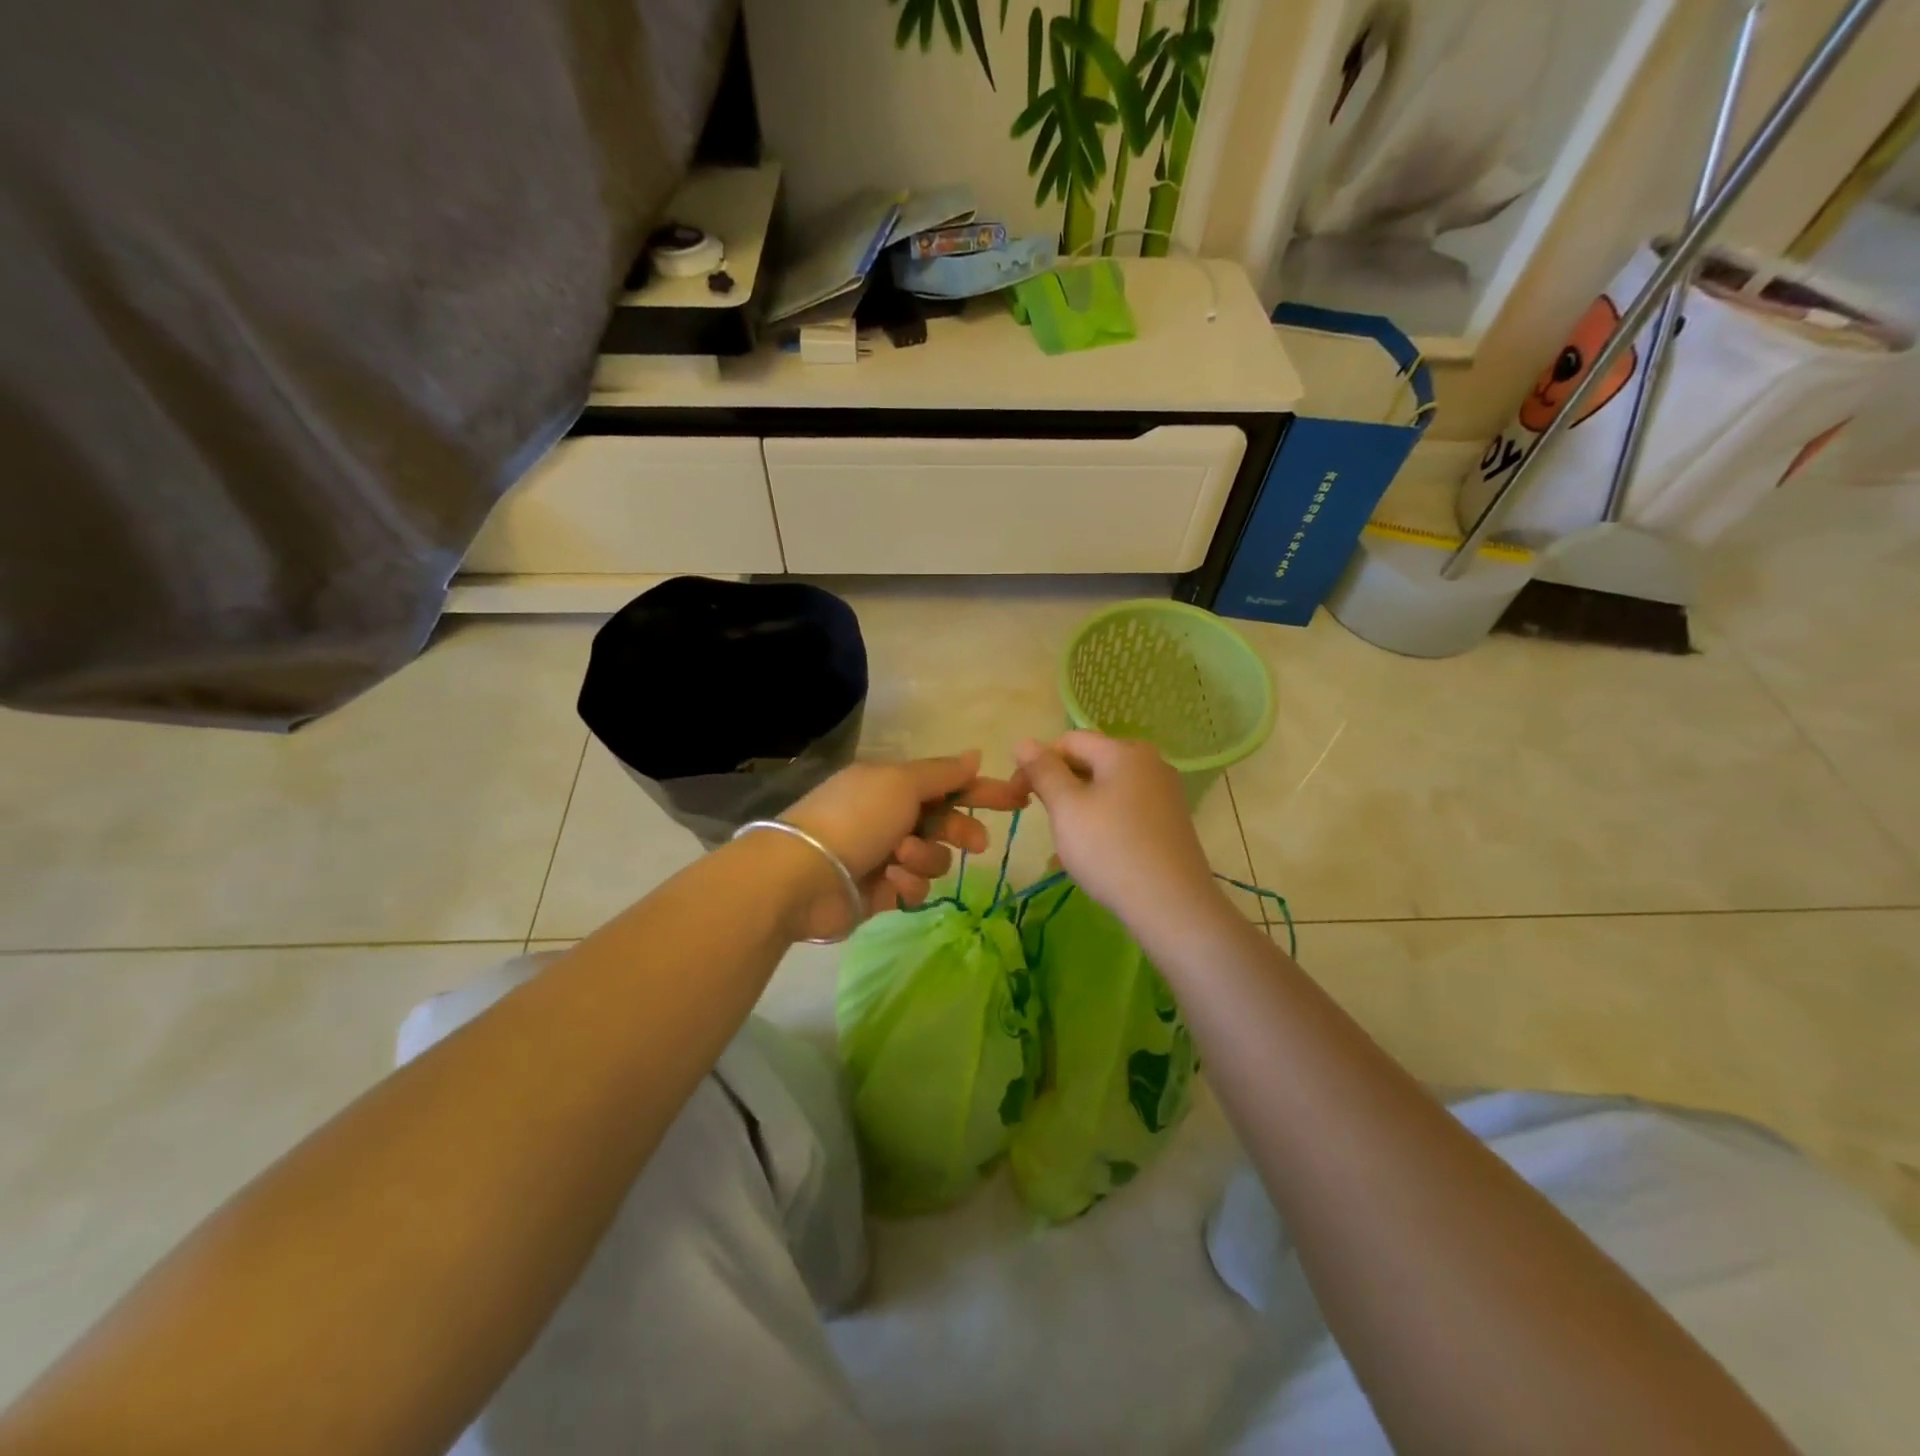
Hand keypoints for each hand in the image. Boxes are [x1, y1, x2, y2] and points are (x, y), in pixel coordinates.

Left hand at [780, 751, 1028, 939]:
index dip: (984, 790)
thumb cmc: (856, 817)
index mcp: (894, 784)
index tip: (1019, 799)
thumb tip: (975, 754)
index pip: (950, 783)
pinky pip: (915, 886)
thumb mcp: (901, 783)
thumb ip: (942, 773)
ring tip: (899, 858)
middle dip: (962, 831)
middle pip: (946, 822)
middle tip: (976, 843)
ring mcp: (886, 854)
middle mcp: (892, 816)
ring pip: (934, 857)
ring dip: (924, 857)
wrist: (803, 874)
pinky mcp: (882, 891)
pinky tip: (888, 880)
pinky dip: (906, 882)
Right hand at [1014, 732, 1220, 934]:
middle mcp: (1150, 763)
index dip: (1037, 763)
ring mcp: (1164, 793)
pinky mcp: (1169, 822)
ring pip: (1106, 788)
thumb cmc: (1110, 850)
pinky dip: (1102, 822)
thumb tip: (1024, 741)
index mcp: (1125, 751)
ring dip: (1078, 807)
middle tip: (1041, 819)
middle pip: (1090, 762)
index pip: (1069, 741)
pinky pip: (1125, 810)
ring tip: (1065, 842)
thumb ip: (1043, 771)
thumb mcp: (1066, 808)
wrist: (1172, 906)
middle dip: (1059, 786)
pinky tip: (1092, 853)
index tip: (1018, 797)